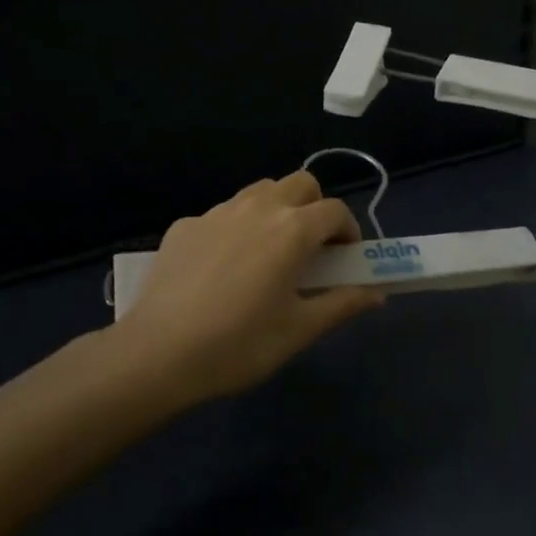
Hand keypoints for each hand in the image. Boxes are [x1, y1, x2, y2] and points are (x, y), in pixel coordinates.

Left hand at [112, 172, 384, 403]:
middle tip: (311, 248)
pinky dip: (237, 228)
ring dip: (276, 209)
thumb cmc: (240, 345)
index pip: (335, 211)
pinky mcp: (185, 225)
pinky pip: (223, 214)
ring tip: (268, 252)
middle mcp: (258, 208)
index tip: (345, 259)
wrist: (159, 353)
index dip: (348, 232)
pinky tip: (223, 268)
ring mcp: (217, 212)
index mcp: (292, 230)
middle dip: (315, 207)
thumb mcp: (299, 330)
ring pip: (259, 191)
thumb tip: (376, 293)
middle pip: (300, 183)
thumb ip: (342, 304)